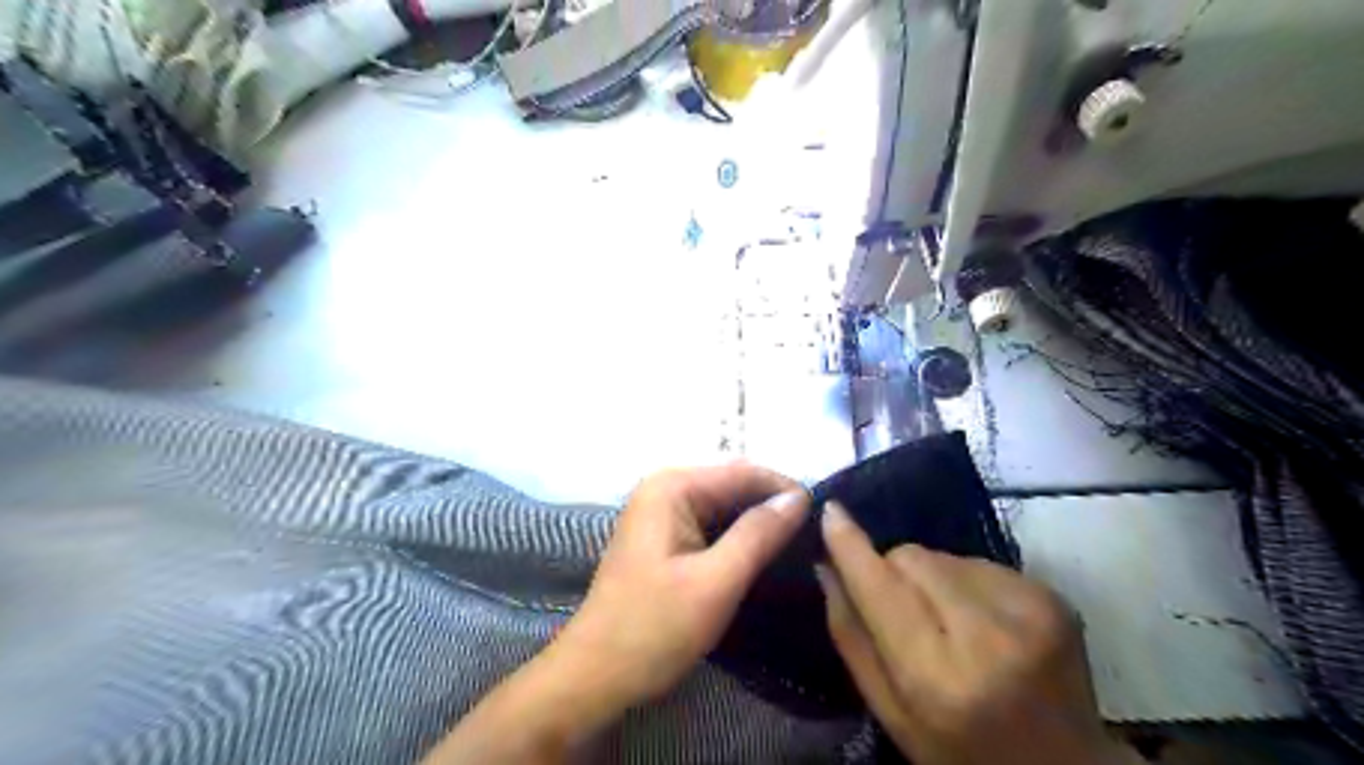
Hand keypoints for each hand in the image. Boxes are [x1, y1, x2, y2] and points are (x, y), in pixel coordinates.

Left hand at [424, 463, 807, 762]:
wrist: (595, 675)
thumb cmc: (653, 628)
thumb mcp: (715, 582)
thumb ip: (758, 534)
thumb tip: (800, 498)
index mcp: (671, 487)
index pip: (743, 471)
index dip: (785, 489)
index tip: (823, 516)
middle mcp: (664, 489)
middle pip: (733, 486)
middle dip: (772, 506)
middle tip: (814, 536)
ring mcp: (661, 513)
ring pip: (724, 507)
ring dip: (757, 523)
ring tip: (798, 546)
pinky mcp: (664, 538)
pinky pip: (711, 526)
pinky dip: (737, 538)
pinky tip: (762, 556)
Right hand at [815, 503, 1137, 763]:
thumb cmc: (961, 751)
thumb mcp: (890, 714)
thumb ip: (851, 637)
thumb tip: (826, 565)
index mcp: (938, 676)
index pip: (881, 587)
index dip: (851, 546)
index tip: (830, 510)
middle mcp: (988, 635)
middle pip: (911, 557)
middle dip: (894, 573)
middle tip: (903, 614)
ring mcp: (1029, 610)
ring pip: (943, 555)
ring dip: (931, 578)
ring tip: (948, 623)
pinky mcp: (1053, 596)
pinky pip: (978, 562)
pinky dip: (966, 582)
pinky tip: (981, 620)